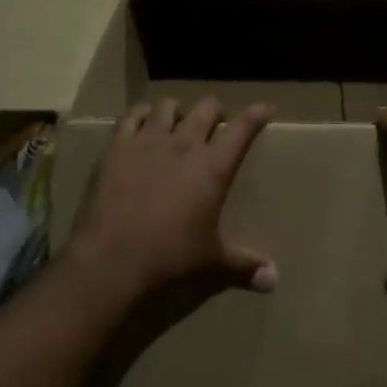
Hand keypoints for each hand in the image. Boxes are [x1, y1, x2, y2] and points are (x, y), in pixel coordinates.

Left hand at [65, 98, 276, 304]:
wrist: (112, 260)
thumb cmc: (170, 258)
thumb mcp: (212, 261)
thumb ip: (245, 264)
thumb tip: (274, 279)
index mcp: (213, 168)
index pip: (242, 129)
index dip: (256, 115)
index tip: (265, 108)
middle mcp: (184, 145)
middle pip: (206, 108)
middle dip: (216, 110)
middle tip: (216, 122)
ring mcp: (148, 142)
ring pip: (168, 106)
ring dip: (178, 110)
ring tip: (178, 121)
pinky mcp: (117, 148)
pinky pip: (131, 116)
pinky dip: (141, 114)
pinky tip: (143, 122)